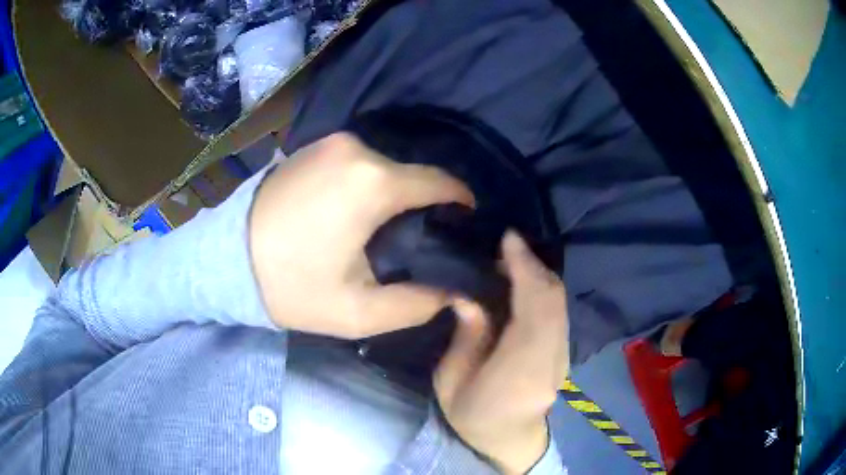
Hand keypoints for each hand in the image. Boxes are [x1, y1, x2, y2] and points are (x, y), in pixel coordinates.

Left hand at [249, 133, 473, 337]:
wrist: (225, 260)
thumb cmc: (291, 286)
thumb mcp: (358, 311)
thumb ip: (417, 304)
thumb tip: (454, 291)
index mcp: (373, 183)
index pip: (441, 183)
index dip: (461, 202)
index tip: (466, 223)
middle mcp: (357, 149)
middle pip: (412, 175)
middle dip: (424, 203)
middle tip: (421, 238)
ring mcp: (332, 143)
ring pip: (385, 167)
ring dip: (394, 194)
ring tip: (388, 228)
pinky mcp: (314, 146)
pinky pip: (358, 162)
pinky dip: (368, 183)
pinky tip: (357, 211)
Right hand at [435, 232, 569, 473]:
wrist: (506, 440)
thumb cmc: (470, 415)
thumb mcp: (451, 382)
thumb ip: (465, 338)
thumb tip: (468, 296)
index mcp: (520, 374)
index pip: (534, 312)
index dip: (525, 270)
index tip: (508, 239)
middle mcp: (551, 362)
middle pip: (553, 301)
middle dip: (533, 265)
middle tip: (505, 245)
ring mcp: (564, 358)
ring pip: (560, 303)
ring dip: (539, 274)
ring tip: (512, 258)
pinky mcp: (565, 353)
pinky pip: (559, 311)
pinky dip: (544, 288)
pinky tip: (524, 281)